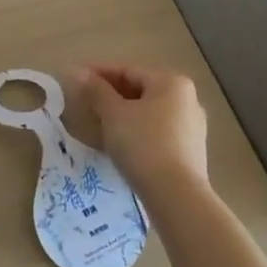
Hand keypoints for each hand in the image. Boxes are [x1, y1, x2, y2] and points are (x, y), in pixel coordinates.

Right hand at [70, 63, 207, 194]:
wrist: (176, 196)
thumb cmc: (143, 144)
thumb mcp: (113, 114)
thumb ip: (95, 90)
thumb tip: (76, 71)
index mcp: (171, 83)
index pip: (127, 70)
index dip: (98, 73)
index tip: (75, 79)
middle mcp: (187, 100)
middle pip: (140, 90)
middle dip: (110, 95)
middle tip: (83, 102)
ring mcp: (192, 128)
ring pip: (148, 113)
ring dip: (122, 115)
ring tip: (96, 123)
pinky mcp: (190, 152)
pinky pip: (157, 132)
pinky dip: (136, 132)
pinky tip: (118, 143)